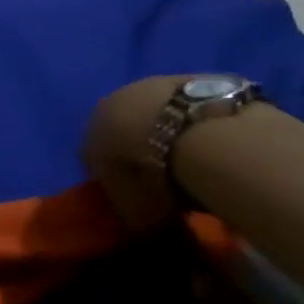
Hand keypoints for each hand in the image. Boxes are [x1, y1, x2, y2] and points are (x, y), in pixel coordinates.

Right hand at [82, 76, 191, 232]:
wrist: (189, 131)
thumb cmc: (150, 174)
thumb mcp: (137, 210)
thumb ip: (133, 216)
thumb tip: (138, 226)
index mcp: (89, 133)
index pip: (94, 157)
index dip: (116, 178)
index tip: (137, 196)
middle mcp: (110, 103)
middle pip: (123, 127)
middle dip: (140, 148)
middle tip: (166, 176)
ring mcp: (149, 85)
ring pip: (154, 111)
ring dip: (168, 130)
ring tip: (194, 158)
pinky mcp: (187, 77)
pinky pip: (186, 105)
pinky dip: (196, 121)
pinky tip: (215, 142)